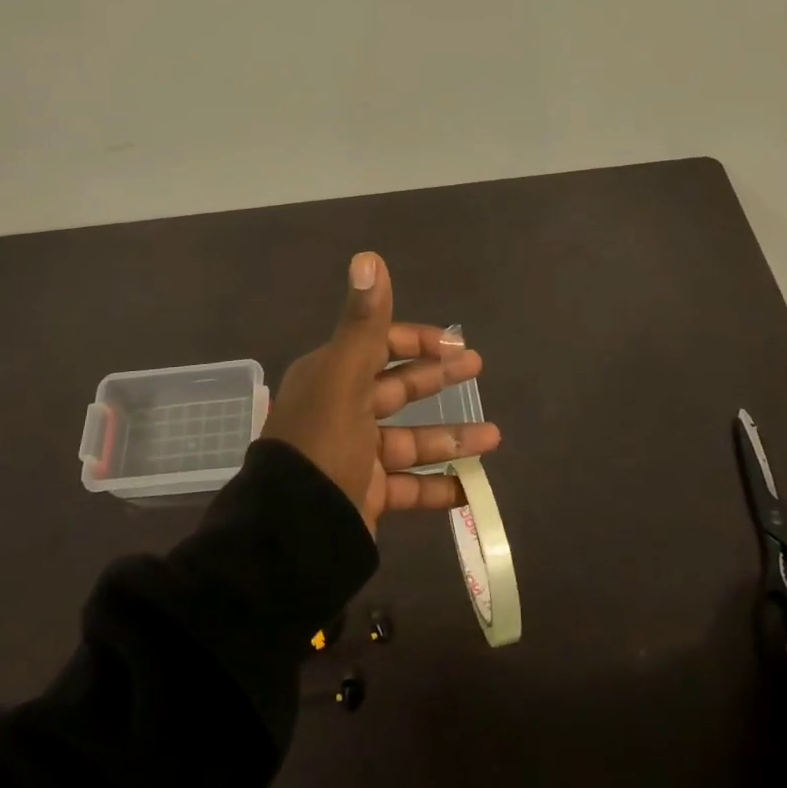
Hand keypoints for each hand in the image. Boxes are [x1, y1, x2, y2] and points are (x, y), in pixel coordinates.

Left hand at [261, 251, 499, 534]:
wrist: (292, 531)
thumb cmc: (322, 444)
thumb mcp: (343, 378)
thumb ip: (363, 322)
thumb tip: (368, 256)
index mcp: (330, 377)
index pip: (376, 345)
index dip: (415, 340)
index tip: (453, 344)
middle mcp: (340, 411)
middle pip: (396, 388)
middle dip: (437, 378)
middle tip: (477, 368)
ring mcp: (353, 456)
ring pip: (409, 440)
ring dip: (450, 437)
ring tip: (494, 438)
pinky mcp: (363, 496)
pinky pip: (407, 488)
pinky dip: (437, 487)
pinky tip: (469, 489)